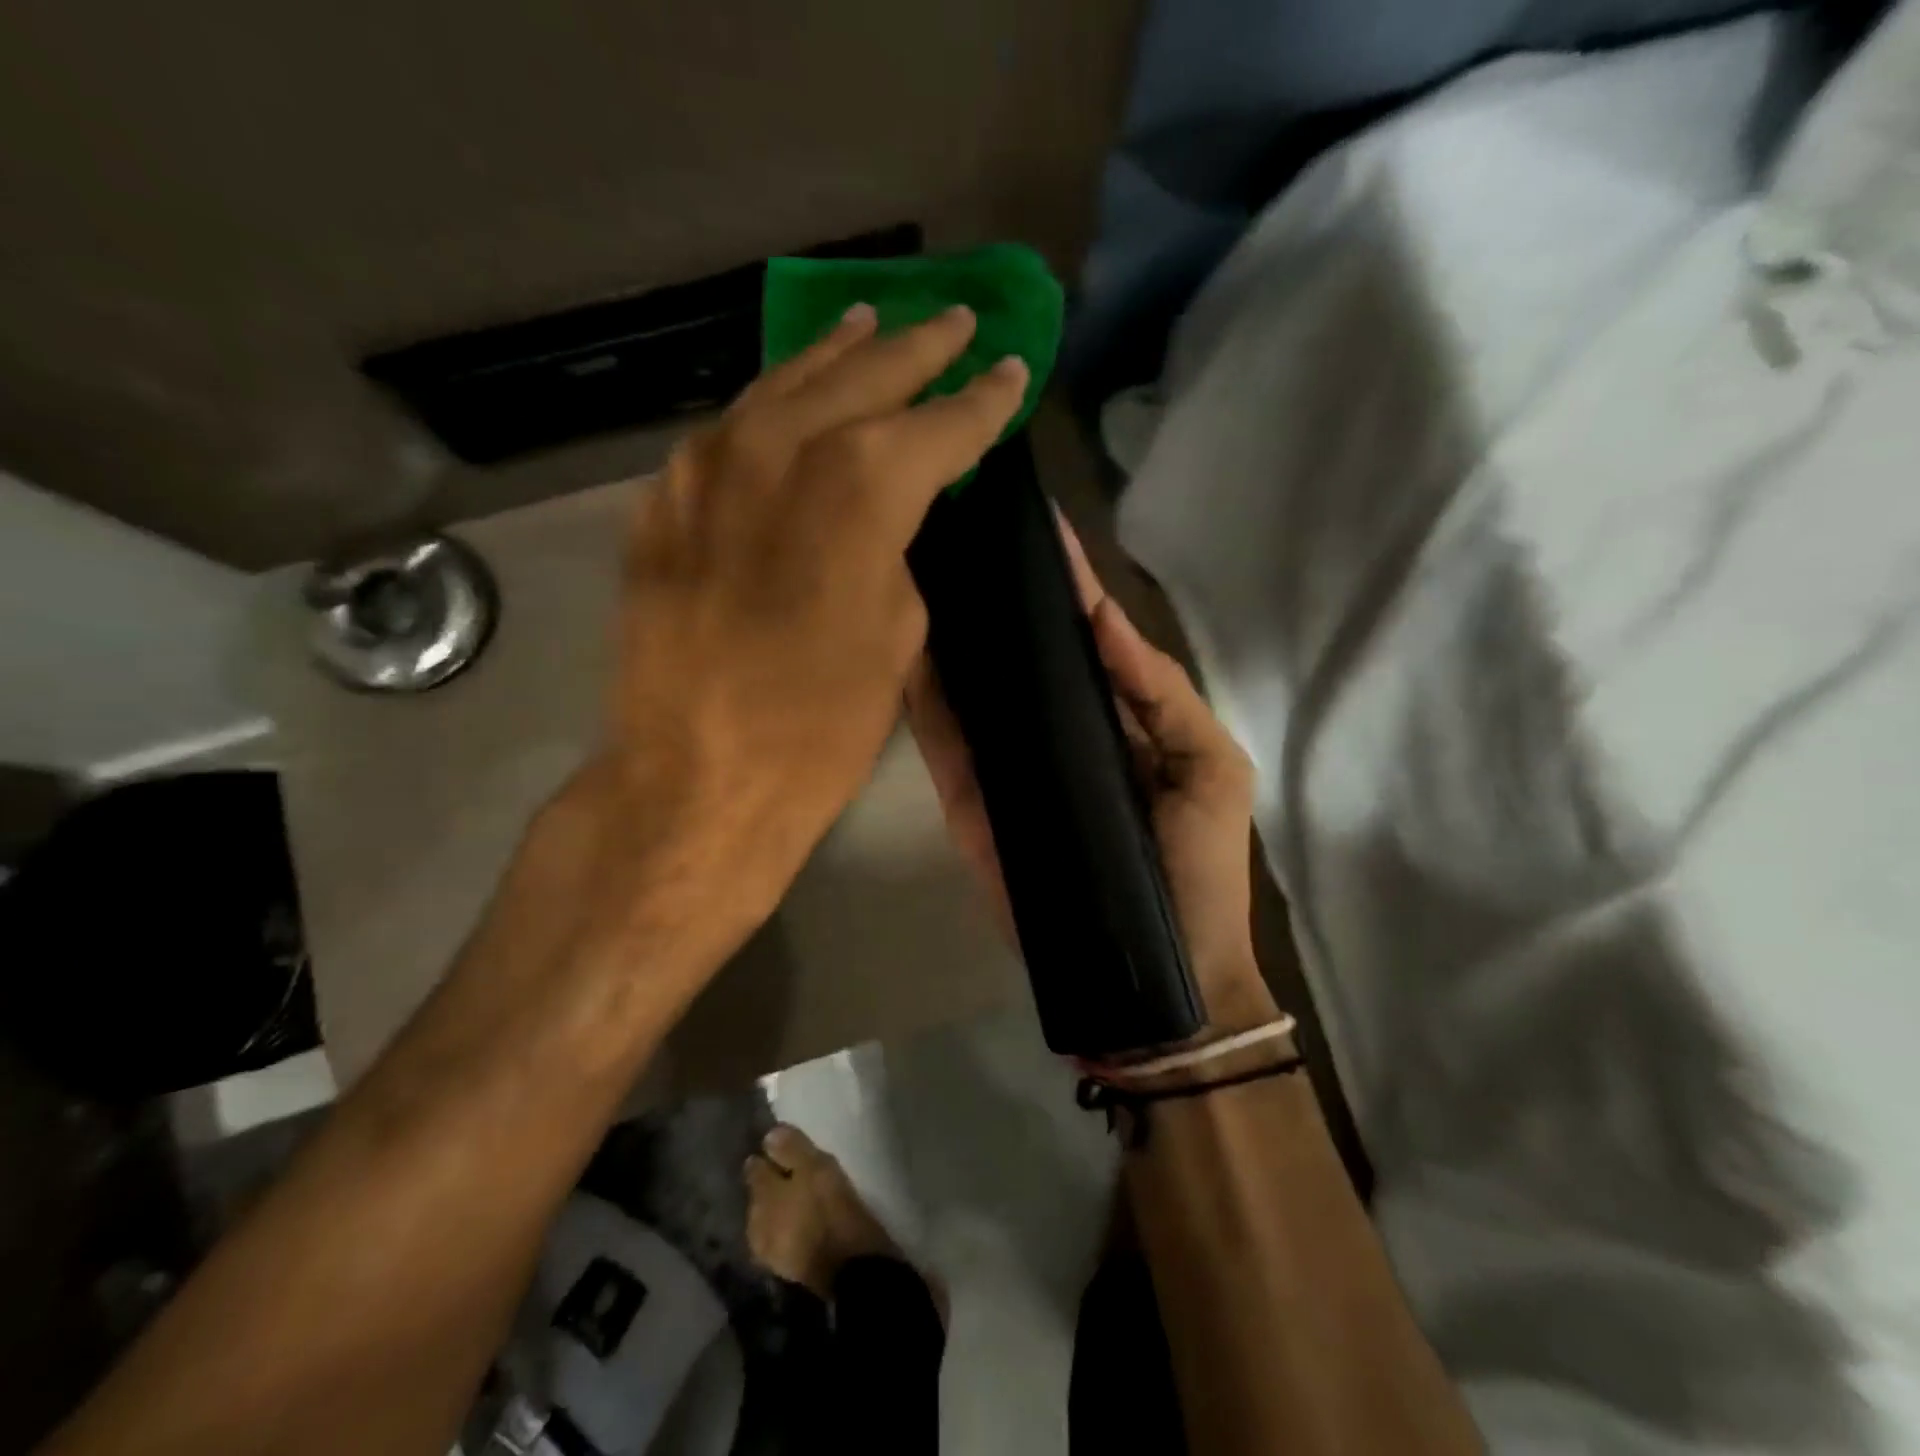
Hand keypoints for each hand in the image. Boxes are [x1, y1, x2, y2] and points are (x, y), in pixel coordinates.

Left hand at [561, 303, 1027, 982]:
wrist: (697, 775)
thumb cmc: (821, 723)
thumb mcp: (899, 634)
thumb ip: (898, 551)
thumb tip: (887, 520)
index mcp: (862, 485)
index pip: (941, 423)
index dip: (983, 398)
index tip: (1009, 368)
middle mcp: (782, 449)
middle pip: (862, 375)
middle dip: (916, 347)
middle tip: (954, 321)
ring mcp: (709, 466)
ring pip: (784, 386)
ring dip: (835, 356)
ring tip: (868, 326)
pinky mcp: (665, 500)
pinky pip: (728, 433)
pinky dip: (769, 410)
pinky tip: (787, 403)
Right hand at [905, 523, 1278, 1033]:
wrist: (1153, 974)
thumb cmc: (1199, 868)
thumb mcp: (1210, 767)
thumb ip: (1158, 690)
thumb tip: (1101, 613)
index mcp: (1112, 710)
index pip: (1079, 630)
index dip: (1058, 575)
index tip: (1023, 512)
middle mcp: (1052, 726)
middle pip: (1016, 649)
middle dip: (989, 591)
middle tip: (947, 521)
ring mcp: (1007, 763)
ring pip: (970, 686)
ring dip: (947, 632)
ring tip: (912, 564)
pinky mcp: (971, 801)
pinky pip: (942, 742)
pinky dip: (919, 697)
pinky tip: (897, 643)